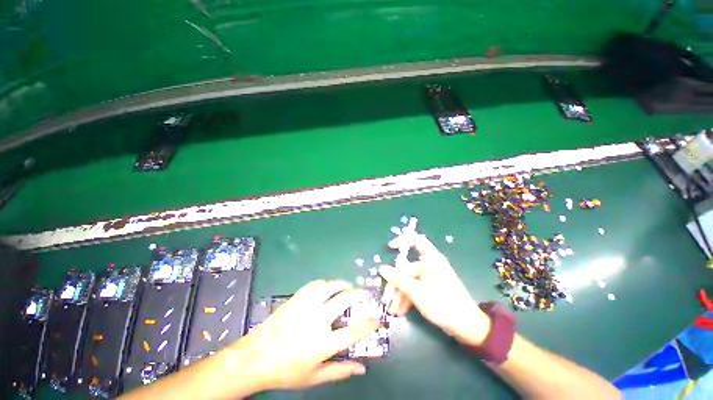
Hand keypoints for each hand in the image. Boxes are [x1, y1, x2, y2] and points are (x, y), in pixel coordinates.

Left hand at [225, 280, 377, 391]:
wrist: (255, 357)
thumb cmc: (285, 371)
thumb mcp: (314, 377)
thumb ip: (340, 371)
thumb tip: (362, 369)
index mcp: (322, 344)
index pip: (353, 331)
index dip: (369, 323)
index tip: (376, 317)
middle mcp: (317, 321)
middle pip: (344, 300)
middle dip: (358, 295)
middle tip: (364, 294)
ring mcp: (306, 306)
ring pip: (330, 287)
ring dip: (342, 285)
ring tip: (348, 287)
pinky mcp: (297, 298)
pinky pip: (316, 284)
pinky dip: (326, 283)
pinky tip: (328, 287)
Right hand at [379, 233, 490, 345]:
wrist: (468, 327)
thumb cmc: (442, 304)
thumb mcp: (416, 292)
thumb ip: (398, 279)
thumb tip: (381, 268)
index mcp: (431, 259)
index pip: (416, 240)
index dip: (402, 240)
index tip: (389, 247)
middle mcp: (431, 264)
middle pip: (408, 267)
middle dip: (396, 283)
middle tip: (386, 296)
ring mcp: (432, 276)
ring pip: (410, 280)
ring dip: (401, 293)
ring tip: (393, 310)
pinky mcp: (433, 287)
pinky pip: (416, 287)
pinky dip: (408, 297)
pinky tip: (401, 311)